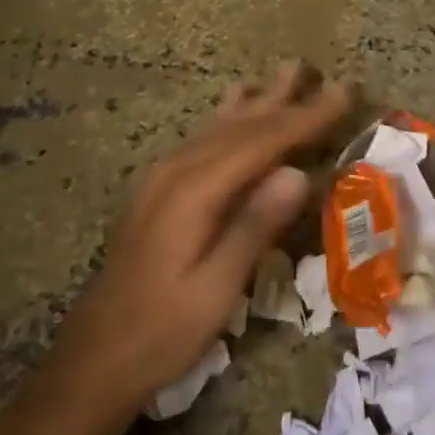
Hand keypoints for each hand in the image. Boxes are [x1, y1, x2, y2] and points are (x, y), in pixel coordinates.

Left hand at [46, 64, 348, 413]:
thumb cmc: (161, 331)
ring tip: (284, 74)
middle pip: (241, 126)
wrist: (93, 360)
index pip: (262, 142)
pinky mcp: (159, 190)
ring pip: (220, 127)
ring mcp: (163, 178)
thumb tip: (299, 173)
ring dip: (258, 101)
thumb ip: (255, 227)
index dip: (305, 117)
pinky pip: (204, 139)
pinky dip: (231, 118)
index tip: (342, 93)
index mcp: (195, 192)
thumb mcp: (215, 290)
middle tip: (321, 74)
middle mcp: (178, 172)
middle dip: (286, 101)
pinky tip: (235, 107)